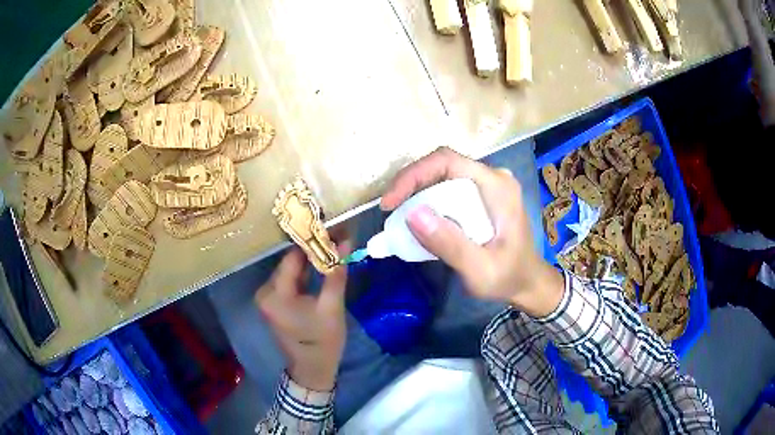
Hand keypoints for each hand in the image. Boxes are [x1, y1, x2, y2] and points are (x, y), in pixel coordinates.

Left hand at [254, 245, 349, 390]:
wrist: (313, 369)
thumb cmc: (323, 342)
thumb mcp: (332, 307)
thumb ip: (335, 273)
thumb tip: (345, 241)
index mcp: (274, 295)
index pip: (292, 257)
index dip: (313, 241)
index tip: (333, 229)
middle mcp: (265, 292)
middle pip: (290, 262)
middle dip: (313, 249)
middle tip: (337, 236)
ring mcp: (268, 297)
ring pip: (291, 270)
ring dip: (310, 260)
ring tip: (332, 245)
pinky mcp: (274, 302)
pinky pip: (290, 280)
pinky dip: (305, 273)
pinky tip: (321, 264)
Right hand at [381, 147, 563, 316]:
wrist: (528, 283)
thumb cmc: (508, 277)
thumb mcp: (480, 269)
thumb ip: (450, 244)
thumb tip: (412, 214)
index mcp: (497, 186)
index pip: (447, 161)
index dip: (413, 175)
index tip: (390, 203)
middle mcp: (493, 177)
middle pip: (442, 165)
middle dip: (411, 184)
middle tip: (391, 211)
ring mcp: (488, 185)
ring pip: (442, 176)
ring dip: (417, 192)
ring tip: (399, 216)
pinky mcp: (481, 196)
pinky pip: (448, 188)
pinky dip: (428, 200)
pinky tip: (418, 219)